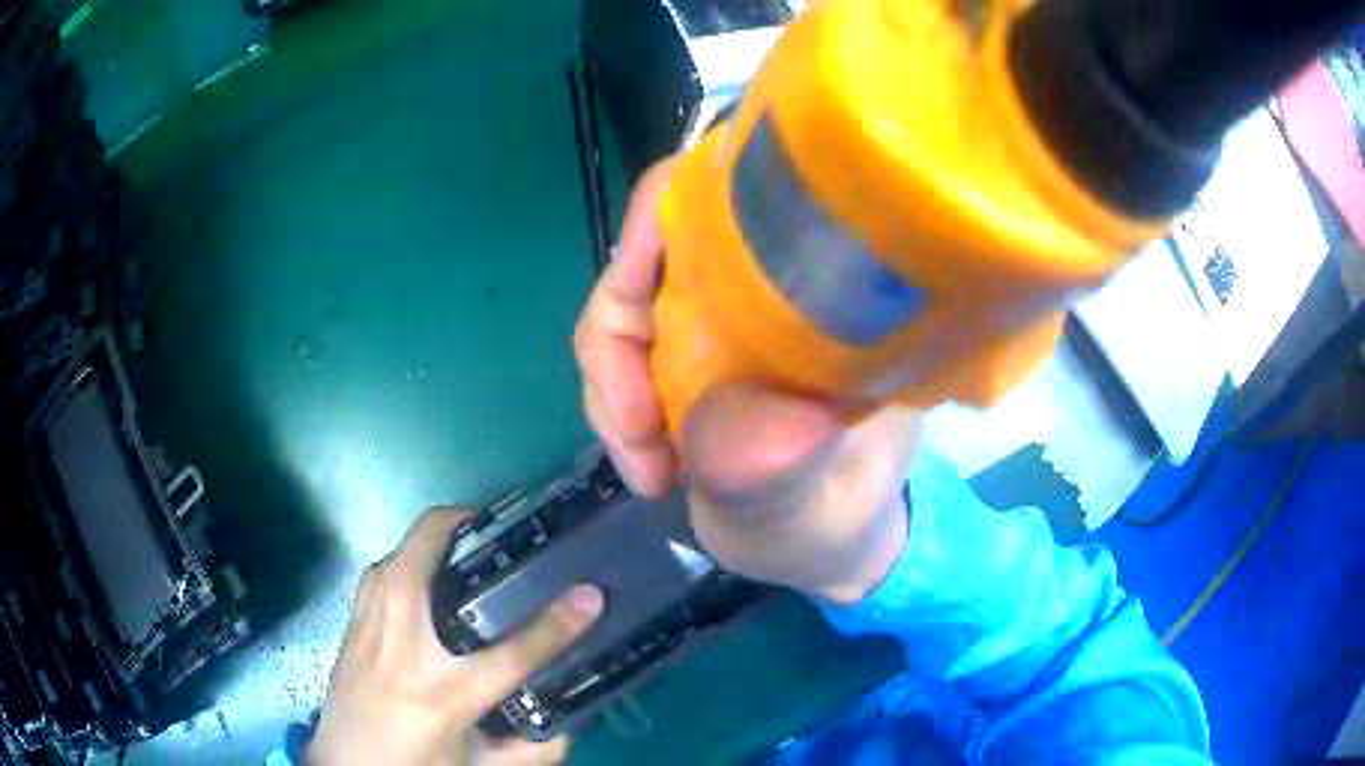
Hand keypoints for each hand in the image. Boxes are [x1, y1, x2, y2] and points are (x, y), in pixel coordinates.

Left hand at [308, 508, 603, 765]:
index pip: (514, 652)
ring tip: (461, 555)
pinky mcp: (350, 626)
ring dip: (427, 542)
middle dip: (458, 524)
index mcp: (445, 694)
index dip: (559, 622)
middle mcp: (401, 646)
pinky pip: (377, 576)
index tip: (590, 593)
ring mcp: (368, 629)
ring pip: (394, 555)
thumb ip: (531, 753)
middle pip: (422, 554)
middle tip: (494, 535)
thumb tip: (568, 729)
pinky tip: (418, 587)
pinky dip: (402, 564)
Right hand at [574, 160, 923, 603]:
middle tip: (641, 438)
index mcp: (819, 288)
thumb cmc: (838, 518)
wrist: (826, 545)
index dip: (659, 224)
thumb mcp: (817, 508)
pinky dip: (616, 411)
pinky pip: (619, 359)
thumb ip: (778, 471)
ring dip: (611, 393)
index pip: (727, 199)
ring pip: (622, 314)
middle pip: (649, 258)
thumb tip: (726, 421)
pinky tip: (648, 466)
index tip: (633, 308)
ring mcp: (717, 319)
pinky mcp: (685, 355)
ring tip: (650, 471)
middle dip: (619, 349)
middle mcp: (762, 286)